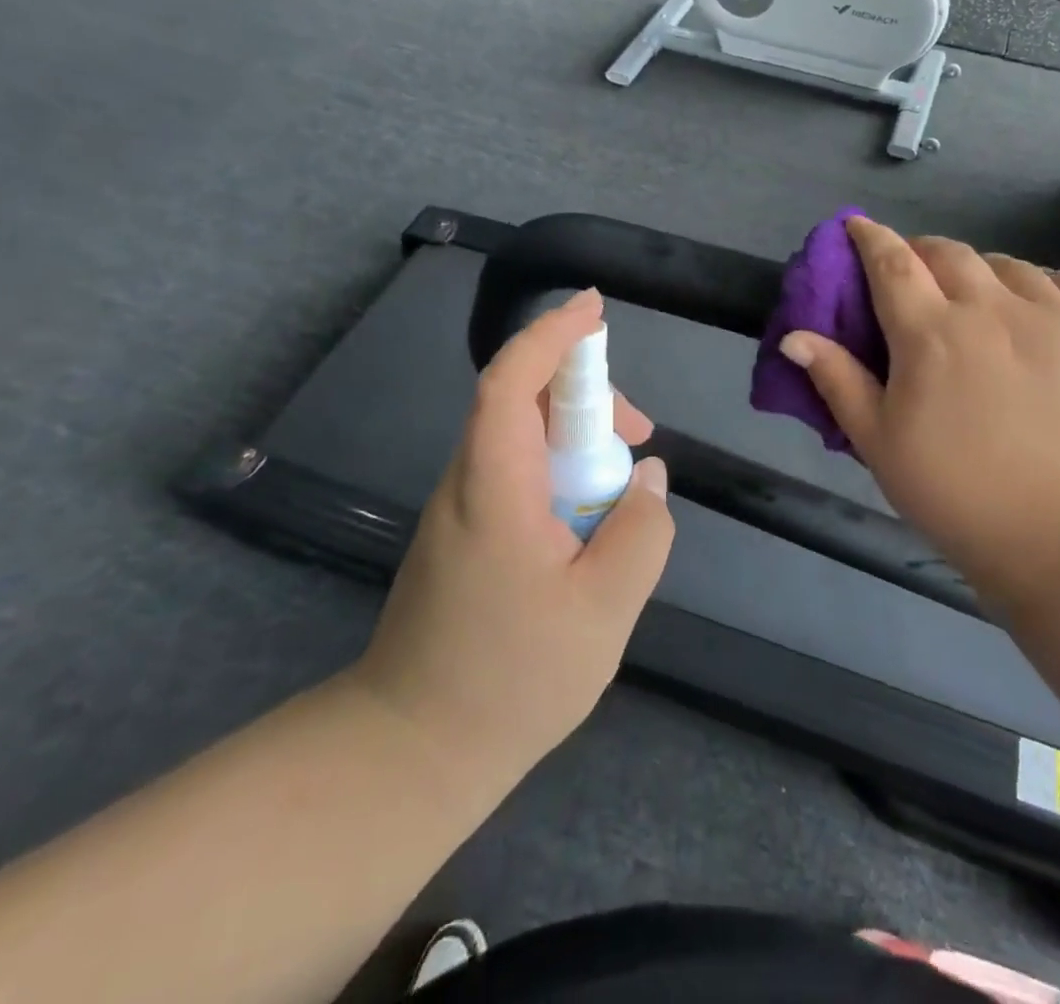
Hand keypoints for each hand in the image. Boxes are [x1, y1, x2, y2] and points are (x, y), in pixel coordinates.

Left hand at [353, 289, 673, 798]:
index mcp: (494, 486)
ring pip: (520, 438)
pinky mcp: (463, 535)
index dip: (551, 335)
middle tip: (638, 433)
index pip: (511, 381)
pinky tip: (589, 518)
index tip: (593, 307)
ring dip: (575, 437)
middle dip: (585, 394)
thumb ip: (641, 533)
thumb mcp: (604, 610)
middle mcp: (467, 483)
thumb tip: (647, 478)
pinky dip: (559, 470)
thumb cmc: (510, 680)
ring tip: (624, 482)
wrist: (412, 750)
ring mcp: (459, 509)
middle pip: (520, 402)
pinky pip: (516, 474)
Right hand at [779, 217, 1059, 593]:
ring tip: (974, 296)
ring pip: (1008, 265)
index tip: (857, 226)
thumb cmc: (959, 495)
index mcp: (930, 333)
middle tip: (911, 275)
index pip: (892, 263)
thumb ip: (837, 380)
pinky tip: (1037, 304)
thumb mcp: (880, 443)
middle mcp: (991, 309)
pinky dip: (1043, 284)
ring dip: (979, 269)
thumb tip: (794, 335)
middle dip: (920, 251)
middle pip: (948, 253)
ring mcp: (1054, 317)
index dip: (870, 238)